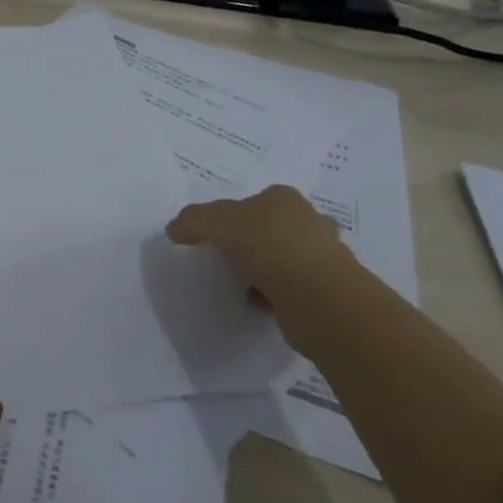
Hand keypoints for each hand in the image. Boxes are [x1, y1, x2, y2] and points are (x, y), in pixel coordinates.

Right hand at [167, 185, 351, 310]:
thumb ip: (192, 221)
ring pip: (286, 259)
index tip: (218, 236)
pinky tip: (261, 304)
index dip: (235, 215)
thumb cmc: (266, 245)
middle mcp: (309, 221)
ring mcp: (324, 257)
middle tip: (231, 259)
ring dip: (267, 271)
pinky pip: (294, 289)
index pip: (255, 200)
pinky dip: (277, 296)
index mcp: (284, 198)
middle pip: (274, 228)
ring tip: (244, 284)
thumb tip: (173, 230)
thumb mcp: (214, 222)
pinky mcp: (328, 292)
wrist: (317, 298)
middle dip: (256, 243)